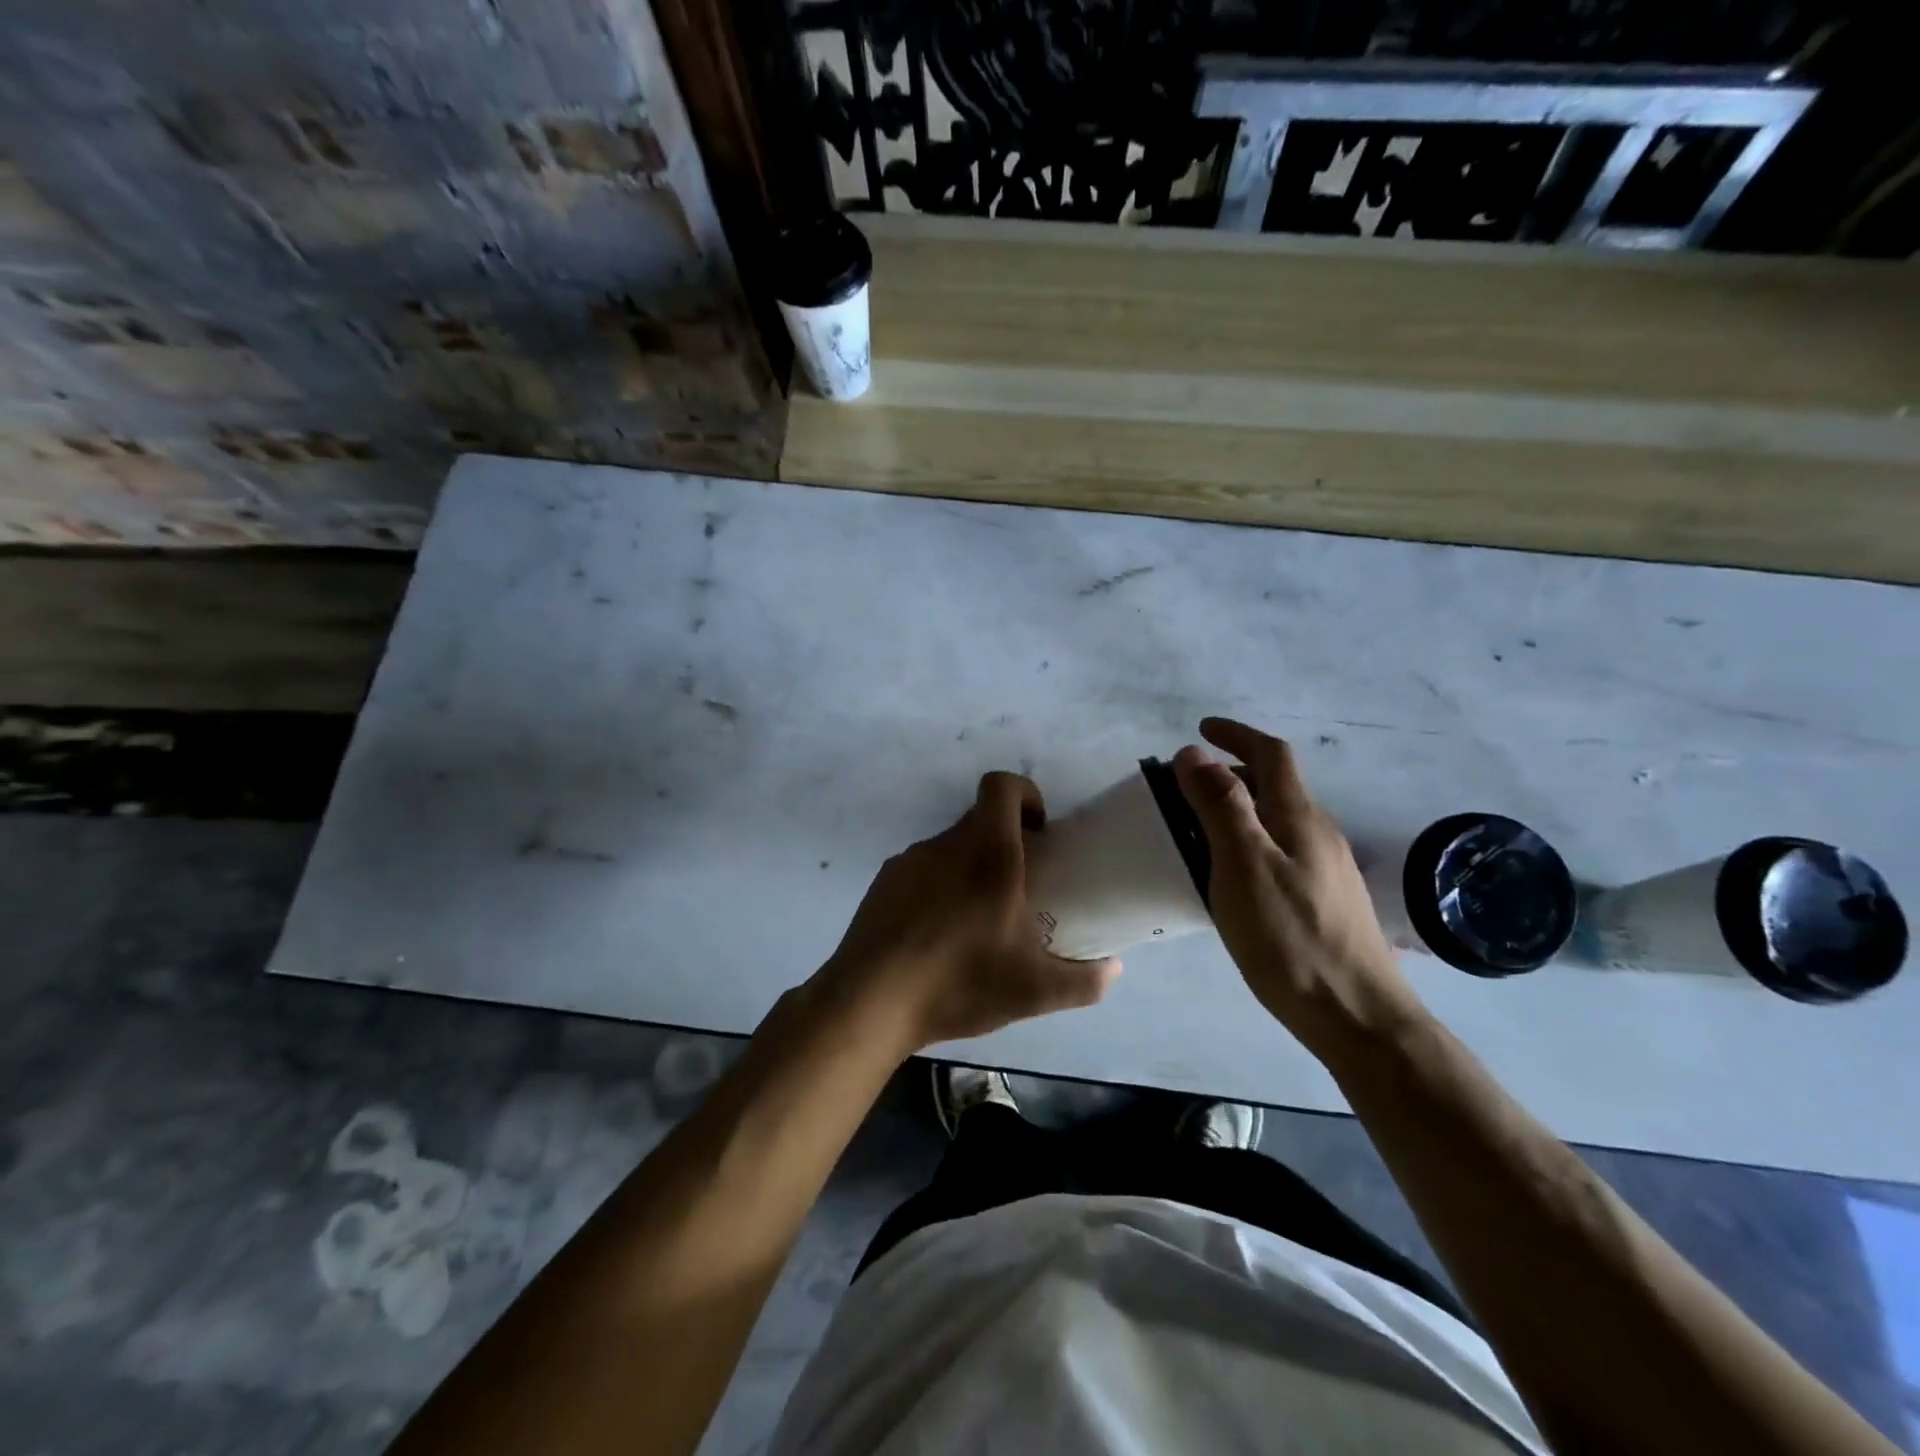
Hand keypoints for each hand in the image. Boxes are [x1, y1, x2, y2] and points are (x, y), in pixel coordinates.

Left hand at [816, 771, 1121, 1054]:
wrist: (869, 1002)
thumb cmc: (959, 982)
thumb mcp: (1033, 992)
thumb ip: (1083, 981)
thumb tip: (1114, 971)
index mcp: (987, 854)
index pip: (1001, 786)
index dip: (1024, 794)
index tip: (1039, 831)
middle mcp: (946, 845)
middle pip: (979, 819)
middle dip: (1005, 842)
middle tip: (1020, 887)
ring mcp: (908, 861)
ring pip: (950, 849)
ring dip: (970, 869)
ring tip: (978, 922)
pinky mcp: (882, 883)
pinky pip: (921, 871)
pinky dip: (938, 889)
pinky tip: (938, 936)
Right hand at [1174, 718, 1426, 1056]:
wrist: (1356, 1015)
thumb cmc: (1291, 938)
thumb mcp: (1243, 866)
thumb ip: (1220, 806)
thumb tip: (1195, 753)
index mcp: (1299, 817)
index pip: (1271, 754)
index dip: (1236, 734)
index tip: (1200, 729)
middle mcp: (1319, 833)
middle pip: (1276, 784)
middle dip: (1232, 771)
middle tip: (1186, 786)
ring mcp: (1327, 868)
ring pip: (1278, 819)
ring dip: (1240, 806)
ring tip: (1199, 826)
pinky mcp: (1325, 900)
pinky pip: (1281, 849)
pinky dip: (1250, 839)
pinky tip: (1232, 874)